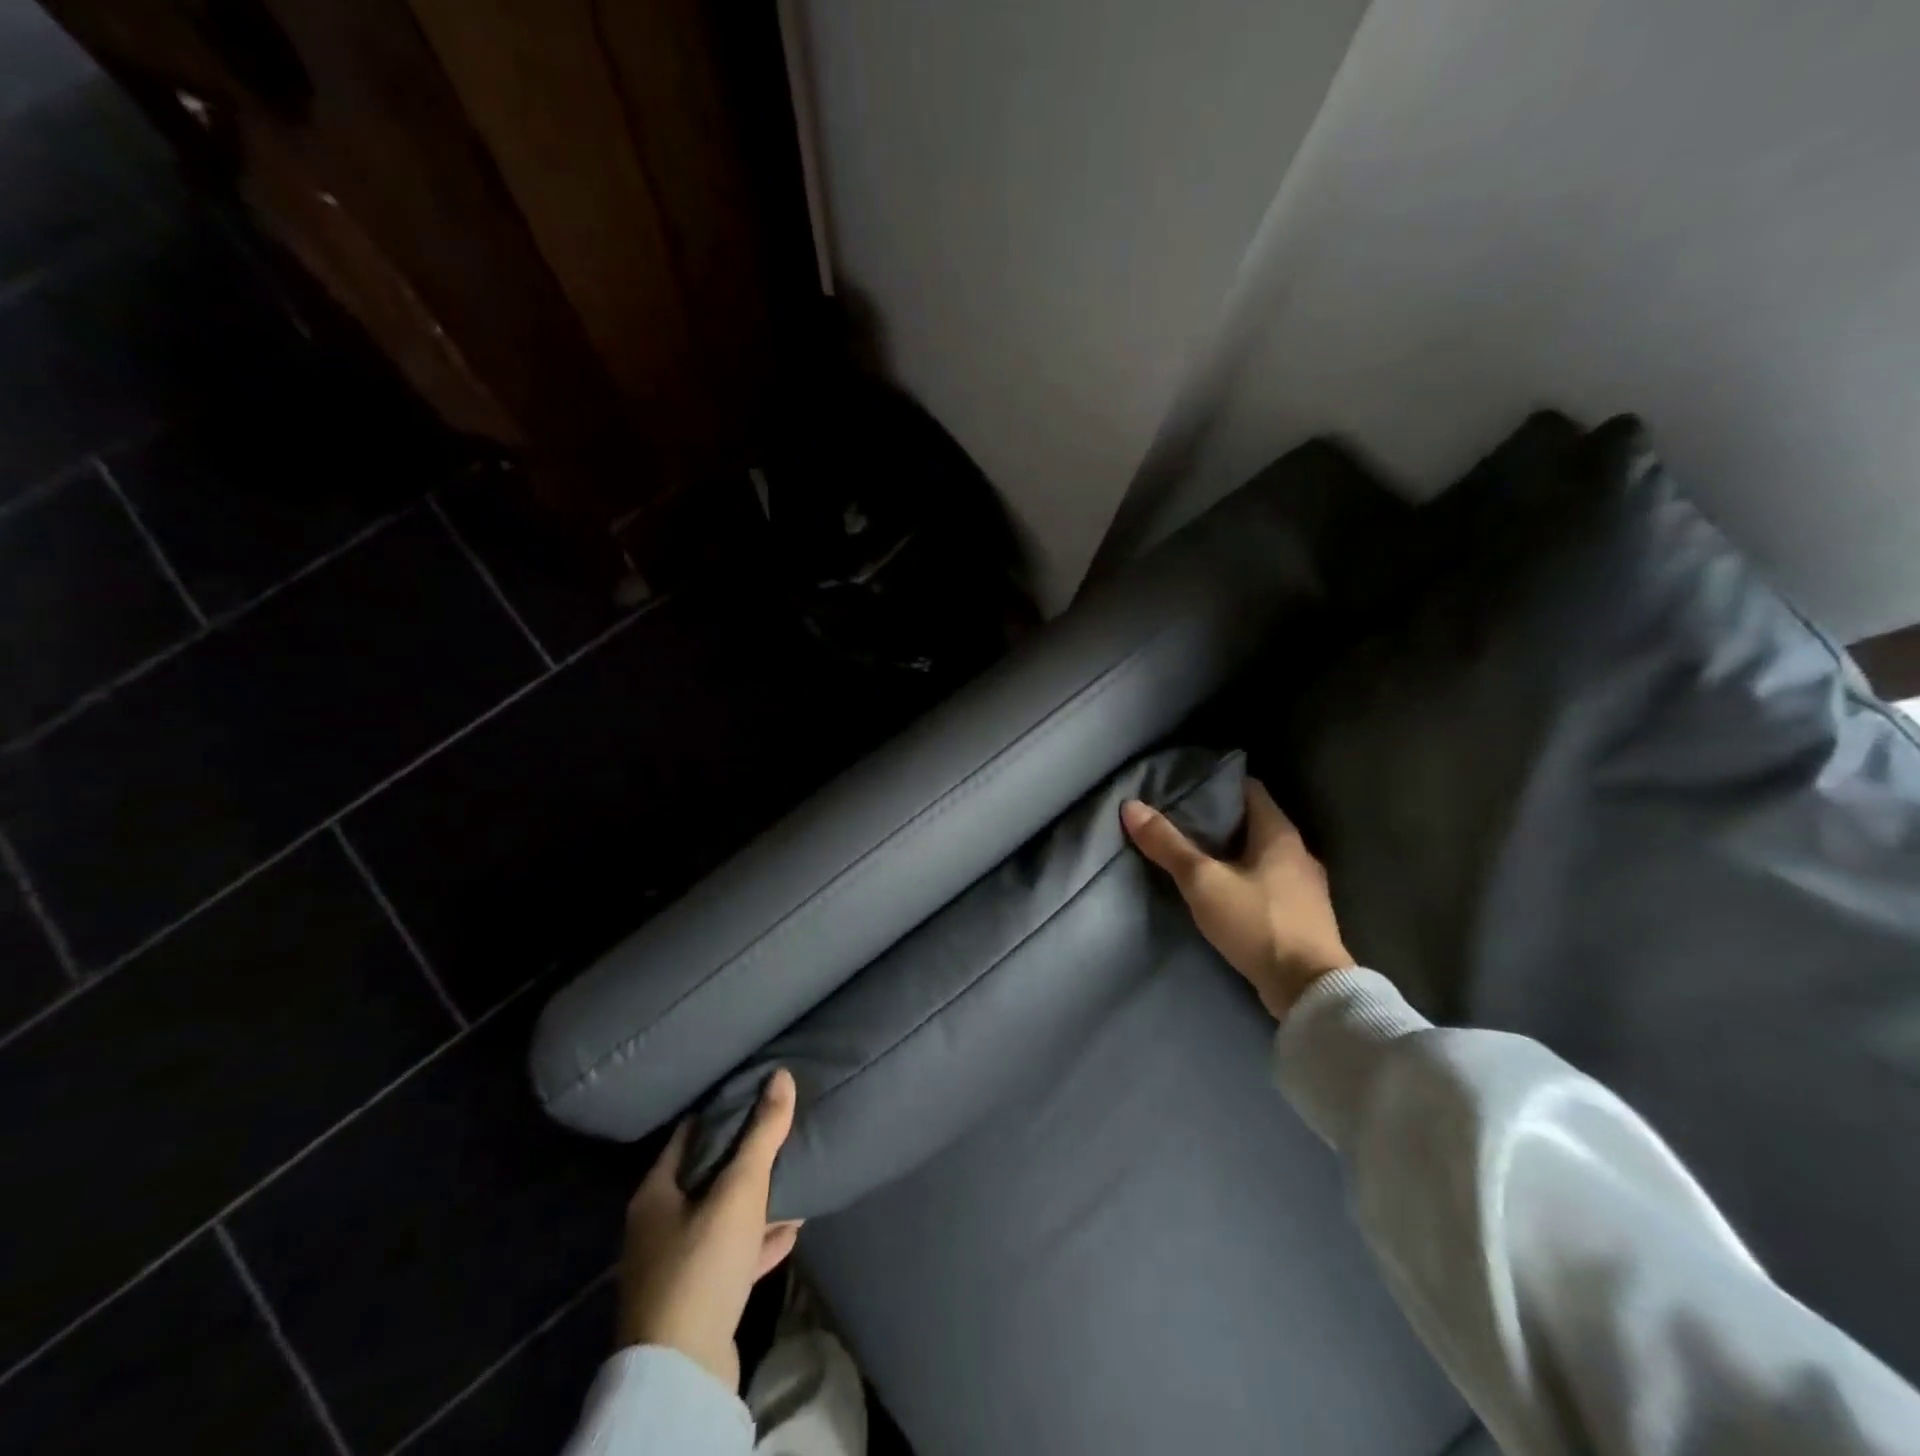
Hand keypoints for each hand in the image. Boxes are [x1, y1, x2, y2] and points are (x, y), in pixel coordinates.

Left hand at [618, 1068, 803, 1390]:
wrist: (683, 1372)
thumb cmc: (703, 1263)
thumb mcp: (740, 1189)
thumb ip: (762, 1133)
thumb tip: (781, 1075)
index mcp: (656, 1193)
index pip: (690, 1135)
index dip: (722, 1111)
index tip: (756, 1093)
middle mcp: (658, 1226)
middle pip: (707, 1176)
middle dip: (745, 1157)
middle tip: (782, 1132)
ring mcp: (676, 1267)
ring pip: (722, 1218)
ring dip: (756, 1202)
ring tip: (794, 1177)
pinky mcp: (697, 1300)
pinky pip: (733, 1256)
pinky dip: (759, 1240)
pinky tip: (792, 1228)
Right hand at [1122, 779, 1351, 1020]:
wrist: (1308, 990)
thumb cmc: (1257, 923)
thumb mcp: (1202, 881)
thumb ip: (1167, 845)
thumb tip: (1131, 806)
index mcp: (1280, 833)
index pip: (1249, 789)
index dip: (1216, 785)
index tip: (1184, 788)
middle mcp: (1298, 852)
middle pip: (1253, 822)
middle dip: (1218, 820)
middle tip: (1179, 822)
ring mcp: (1305, 886)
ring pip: (1260, 855)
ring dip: (1231, 853)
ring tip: (1194, 856)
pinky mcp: (1302, 916)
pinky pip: (1267, 882)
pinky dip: (1244, 879)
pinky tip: (1222, 892)